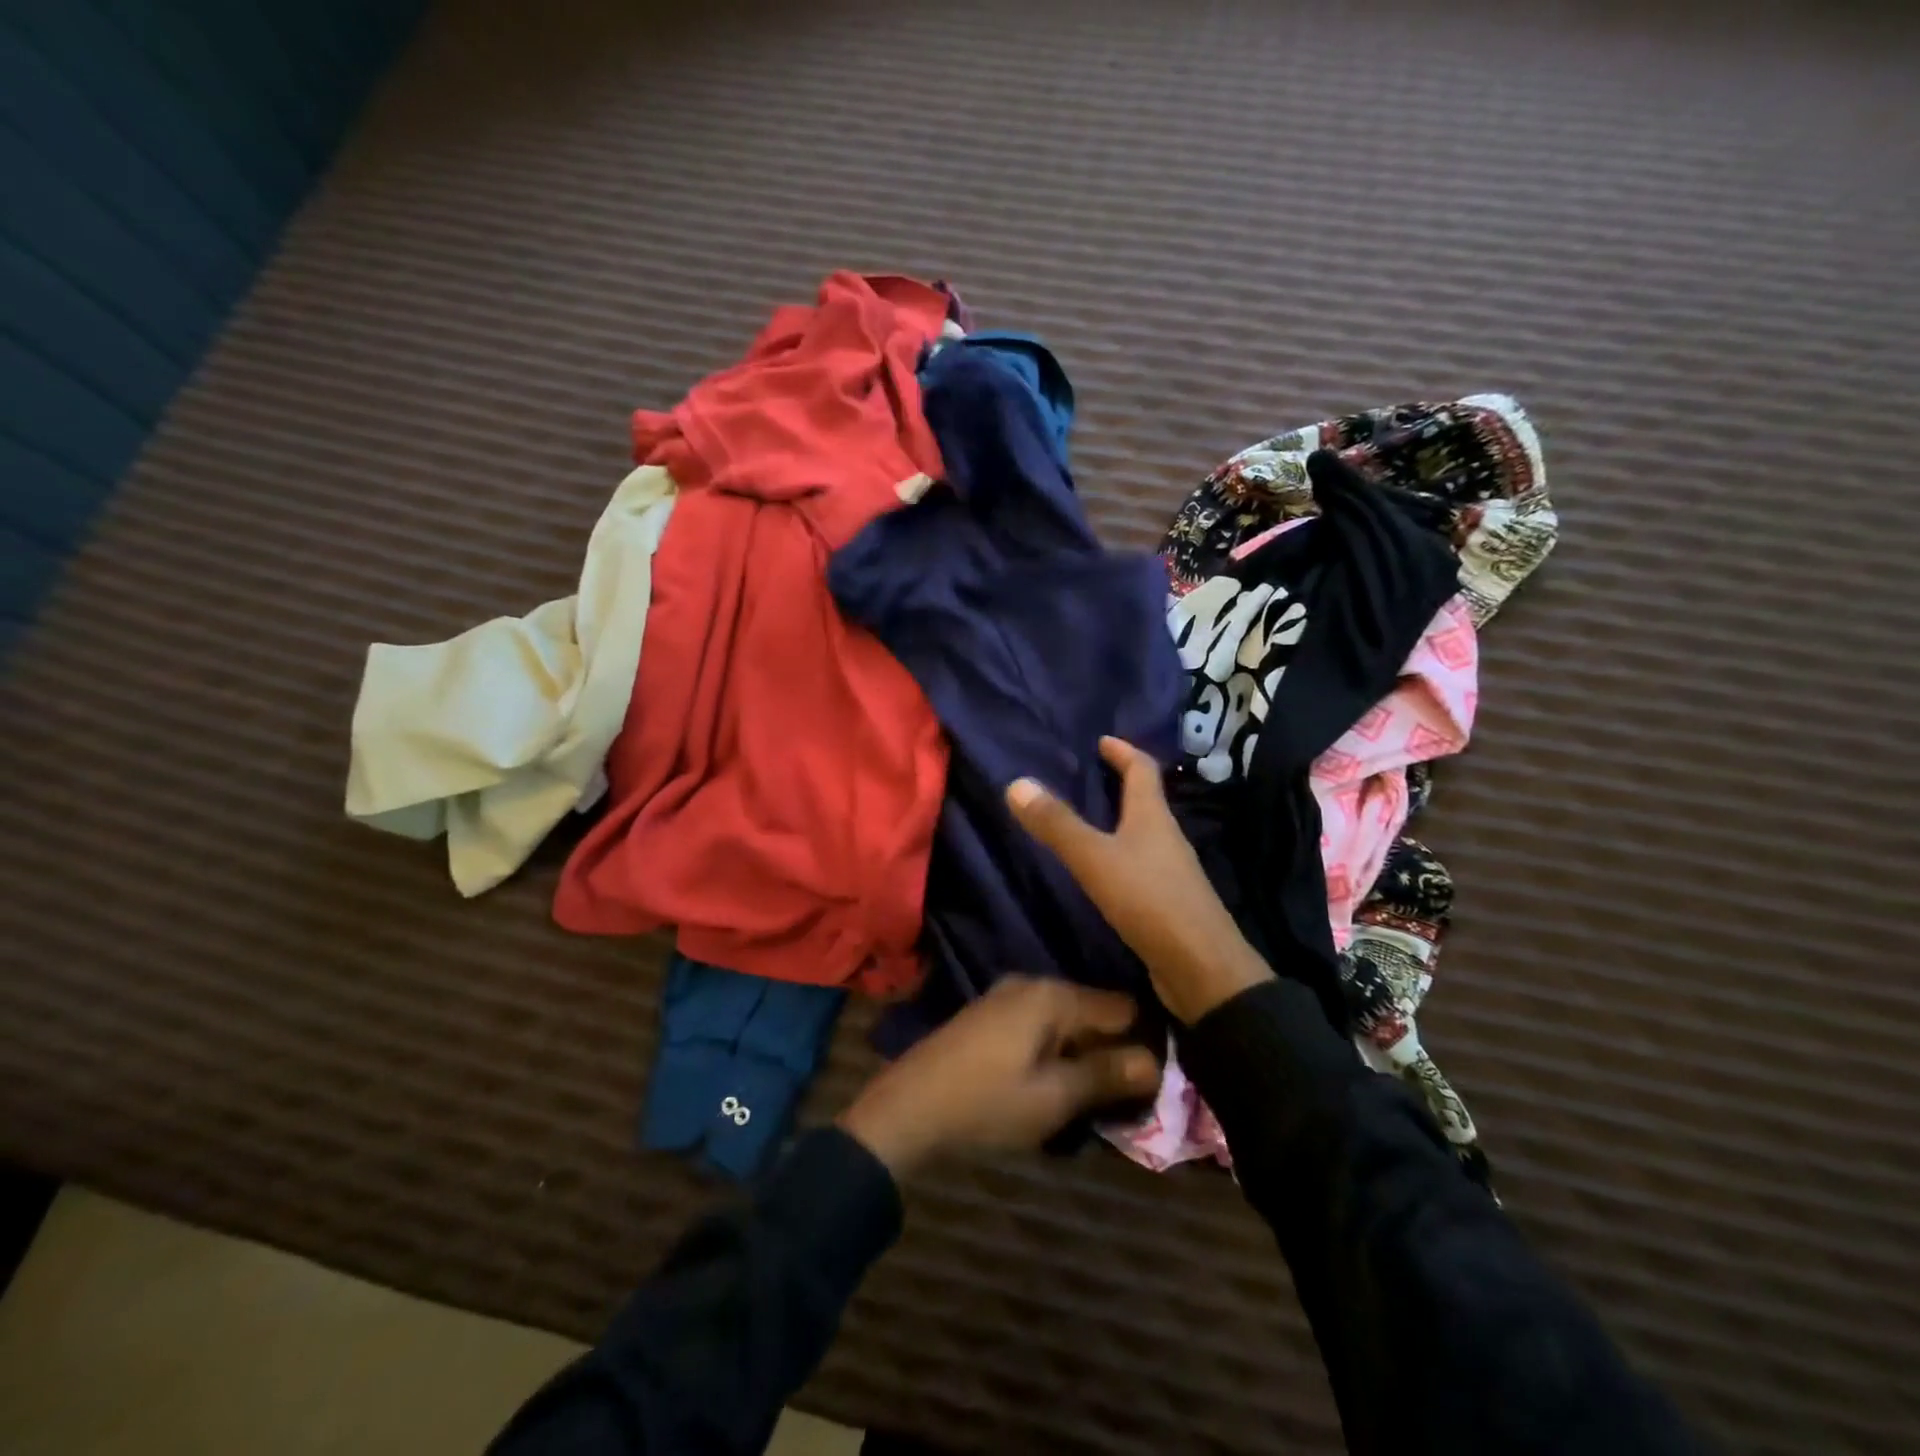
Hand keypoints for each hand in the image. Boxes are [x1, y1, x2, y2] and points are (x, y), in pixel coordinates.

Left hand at [836, 978, 1159, 1176]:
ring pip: (1066, 1020)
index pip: (1121, 1007)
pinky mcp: (990, 1014)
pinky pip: (1040, 1024)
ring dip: (1082, 1052)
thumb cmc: (986, 1103)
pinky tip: (1054, 1080)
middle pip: (1093, 1011)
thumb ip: (1106, 1075)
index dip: (1142, 1041)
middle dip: (1111, 1048)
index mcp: (1053, 995)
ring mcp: (1007, 996)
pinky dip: (1055, 1049)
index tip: (1155, 1078)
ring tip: (1093, 1094)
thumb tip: (1154, 1061)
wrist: (908, 1107)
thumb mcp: (1053, 1098)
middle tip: (1124, 1095)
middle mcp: (1032, 983)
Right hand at [1006, 736, 1273, 1025]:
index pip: (1142, 770)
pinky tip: (1102, 870)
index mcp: (1153, 817)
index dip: (1123, 751)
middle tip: (1084, 778)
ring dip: (1119, 820)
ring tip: (1086, 820)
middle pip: (1146, 800)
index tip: (1102, 741)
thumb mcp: (1095, 859)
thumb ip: (1057, 824)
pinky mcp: (1168, 901)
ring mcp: (1171, 871)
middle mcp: (1167, 837)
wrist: (1201, 969)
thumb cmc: (1149, 901)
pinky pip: (1140, 865)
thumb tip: (1017, 783)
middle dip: (1119, 784)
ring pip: (1143, 833)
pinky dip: (1120, 855)